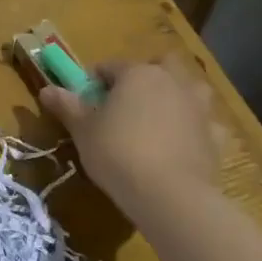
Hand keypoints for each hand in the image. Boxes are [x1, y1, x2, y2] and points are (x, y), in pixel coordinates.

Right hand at [39, 57, 229, 213]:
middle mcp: (172, 82)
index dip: (96, 80)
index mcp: (138, 74)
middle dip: (147, 76)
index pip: (112, 66)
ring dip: (177, 96)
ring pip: (191, 89)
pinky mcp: (215, 137)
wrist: (169, 195)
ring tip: (159, 120)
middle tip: (128, 103)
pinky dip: (195, 130)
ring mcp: (199, 108)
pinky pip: (205, 125)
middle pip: (161, 66)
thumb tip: (45, 89)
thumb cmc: (117, 153)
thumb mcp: (83, 131)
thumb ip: (67, 106)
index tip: (85, 100)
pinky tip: (182, 146)